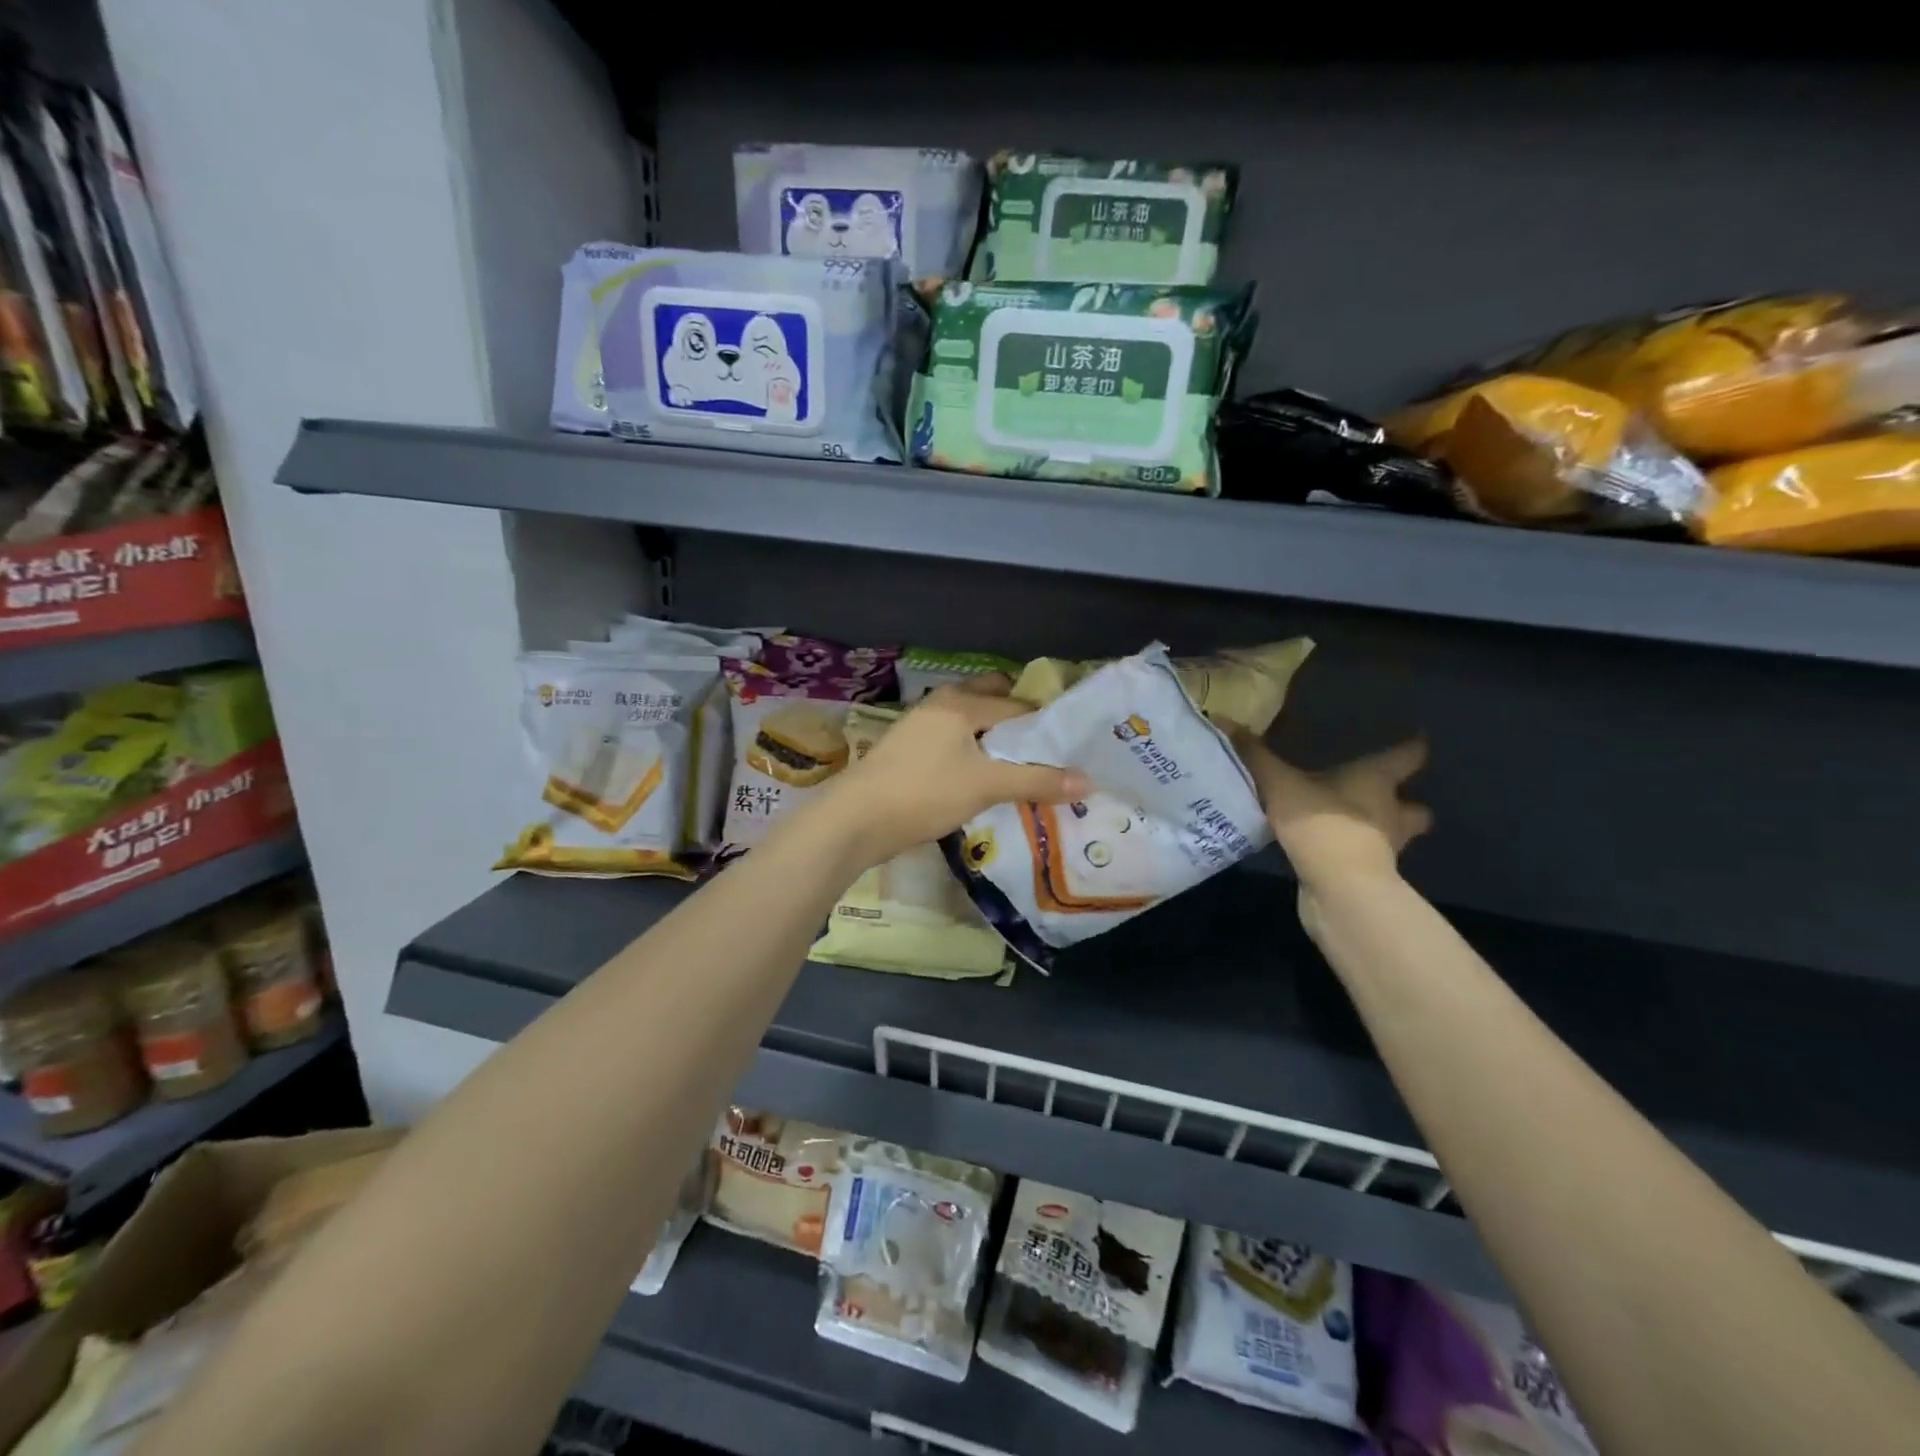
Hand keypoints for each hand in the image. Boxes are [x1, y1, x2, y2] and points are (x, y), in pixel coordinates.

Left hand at [814, 676, 1089, 867]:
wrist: (855, 820)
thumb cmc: (924, 793)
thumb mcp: (986, 786)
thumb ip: (1037, 781)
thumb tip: (1088, 781)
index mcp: (961, 703)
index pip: (1017, 704)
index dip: (1045, 724)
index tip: (1069, 747)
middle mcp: (940, 704)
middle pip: (990, 702)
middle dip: (1017, 722)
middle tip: (1044, 753)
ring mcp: (920, 727)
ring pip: (969, 724)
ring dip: (993, 741)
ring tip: (1019, 769)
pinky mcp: (908, 752)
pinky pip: (952, 743)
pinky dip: (972, 754)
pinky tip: (982, 780)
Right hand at [1236, 733, 1432, 891]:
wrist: (1339, 888)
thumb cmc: (1321, 823)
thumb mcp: (1279, 783)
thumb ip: (1255, 756)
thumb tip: (1226, 720)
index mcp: (1376, 781)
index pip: (1407, 757)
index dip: (1412, 748)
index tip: (1417, 741)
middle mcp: (1390, 812)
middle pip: (1414, 807)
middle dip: (1405, 802)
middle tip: (1384, 795)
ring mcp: (1384, 848)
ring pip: (1393, 835)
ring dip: (1380, 831)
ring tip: (1351, 825)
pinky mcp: (1367, 876)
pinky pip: (1365, 859)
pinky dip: (1352, 855)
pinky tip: (1328, 851)